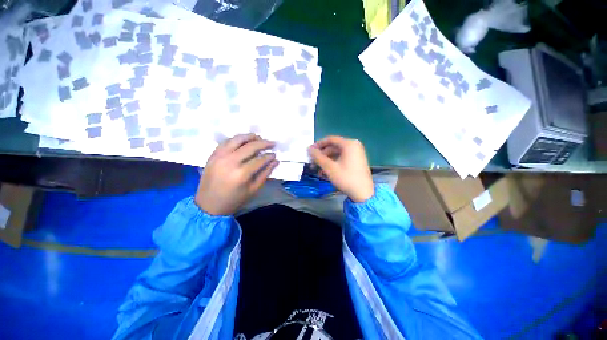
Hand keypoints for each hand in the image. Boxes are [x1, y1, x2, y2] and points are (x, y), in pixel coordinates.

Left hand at [195, 133, 278, 215]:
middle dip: (263, 143)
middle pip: (250, 146)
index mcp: (241, 174)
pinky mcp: (212, 155)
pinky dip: (236, 139)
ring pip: (237, 140)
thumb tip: (275, 161)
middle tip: (271, 143)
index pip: (259, 159)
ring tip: (258, 137)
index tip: (274, 154)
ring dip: (249, 137)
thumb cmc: (234, 200)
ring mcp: (219, 157)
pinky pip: (226, 142)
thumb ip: (265, 173)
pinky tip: (243, 141)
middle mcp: (230, 162)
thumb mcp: (253, 189)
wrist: (208, 205)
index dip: (269, 156)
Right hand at [308, 136, 373, 201]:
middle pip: (333, 147)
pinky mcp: (356, 161)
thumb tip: (309, 149)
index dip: (318, 144)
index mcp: (349, 144)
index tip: (309, 151)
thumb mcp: (330, 167)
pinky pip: (342, 159)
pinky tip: (325, 172)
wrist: (363, 193)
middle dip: (322, 155)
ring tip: (317, 170)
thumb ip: (318, 157)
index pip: (330, 139)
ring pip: (337, 154)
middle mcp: (354, 146)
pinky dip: (333, 164)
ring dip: (326, 161)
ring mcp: (356, 154)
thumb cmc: (346, 178)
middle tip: (312, 163)